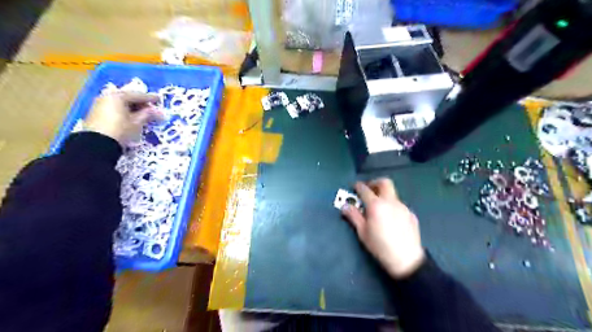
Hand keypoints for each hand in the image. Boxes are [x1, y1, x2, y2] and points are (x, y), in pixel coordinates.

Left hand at [84, 92, 161, 146]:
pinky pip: (115, 107)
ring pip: (121, 102)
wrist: (96, 144)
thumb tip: (158, 111)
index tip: (159, 99)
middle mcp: (107, 96)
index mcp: (118, 96)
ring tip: (143, 113)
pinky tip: (131, 116)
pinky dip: (125, 110)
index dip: (150, 98)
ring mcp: (100, 104)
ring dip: (133, 107)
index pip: (137, 95)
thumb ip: (148, 114)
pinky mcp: (97, 112)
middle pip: (128, 97)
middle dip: (141, 102)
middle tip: (152, 108)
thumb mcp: (137, 123)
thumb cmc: (120, 130)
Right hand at [343, 179, 425, 277]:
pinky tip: (390, 218)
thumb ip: (353, 216)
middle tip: (368, 190)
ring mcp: (403, 207)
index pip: (365, 189)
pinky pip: (399, 205)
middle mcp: (391, 202)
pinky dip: (392, 206)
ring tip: (378, 208)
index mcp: (376, 205)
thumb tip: (345, 206)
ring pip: (393, 194)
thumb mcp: (362, 232)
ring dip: (384, 195)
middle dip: (374, 183)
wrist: (406, 260)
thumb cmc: (380, 246)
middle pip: (384, 182)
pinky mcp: (411, 214)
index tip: (354, 187)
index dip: (358, 186)